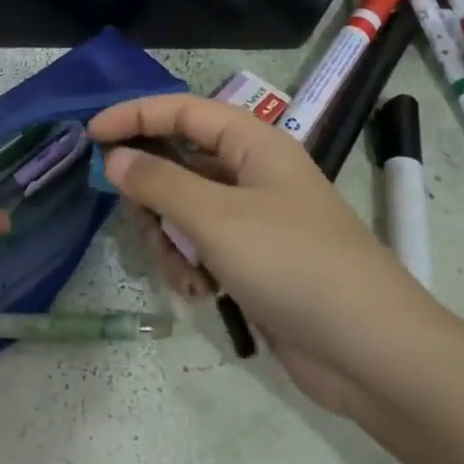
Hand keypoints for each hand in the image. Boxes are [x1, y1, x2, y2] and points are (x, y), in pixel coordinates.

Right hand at [89, 95, 439, 413]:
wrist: (373, 353)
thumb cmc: (293, 264)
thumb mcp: (216, 218)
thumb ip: (158, 182)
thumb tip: (114, 157)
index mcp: (254, 143)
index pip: (182, 110)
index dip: (133, 116)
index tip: (90, 135)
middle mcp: (254, 173)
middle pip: (179, 162)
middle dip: (152, 193)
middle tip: (138, 221)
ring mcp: (255, 219)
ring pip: (185, 209)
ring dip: (170, 239)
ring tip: (182, 270)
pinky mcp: (255, 261)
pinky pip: (203, 246)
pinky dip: (192, 265)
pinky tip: (200, 292)